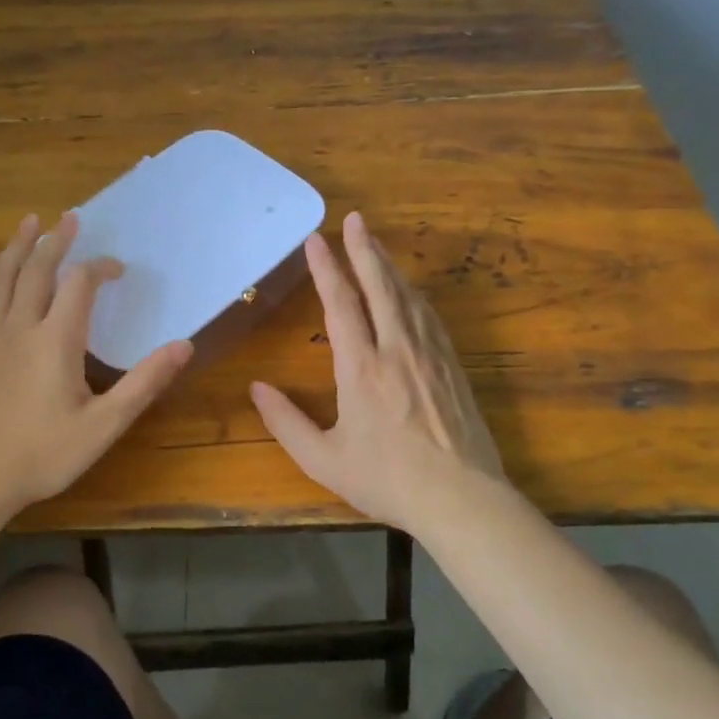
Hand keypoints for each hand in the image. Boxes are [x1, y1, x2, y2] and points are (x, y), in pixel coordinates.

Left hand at [0, 211, 192, 520]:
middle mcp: (21, 327)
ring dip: (18, 247)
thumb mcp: (104, 424)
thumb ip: (144, 383)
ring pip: (3, 278)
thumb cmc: (44, 453)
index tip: (118, 270)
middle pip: (37, 269)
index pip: (79, 284)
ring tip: (28, 221)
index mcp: (56, 339)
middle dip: (56, 241)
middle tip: (70, 218)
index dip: (100, 268)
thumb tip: (184, 345)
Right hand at [250, 211, 507, 530]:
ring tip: (375, 243)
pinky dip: (413, 293)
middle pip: (380, 286)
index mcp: (362, 368)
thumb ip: (285, 422)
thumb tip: (256, 388)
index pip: (341, 304)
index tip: (316, 240)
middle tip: (355, 219)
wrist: (462, 499)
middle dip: (364, 249)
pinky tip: (409, 289)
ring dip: (389, 265)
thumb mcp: (324, 460)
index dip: (327, 269)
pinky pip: (429, 316)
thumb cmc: (387, 480)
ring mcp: (429, 354)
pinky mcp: (452, 365)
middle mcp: (397, 349)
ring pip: (407, 296)